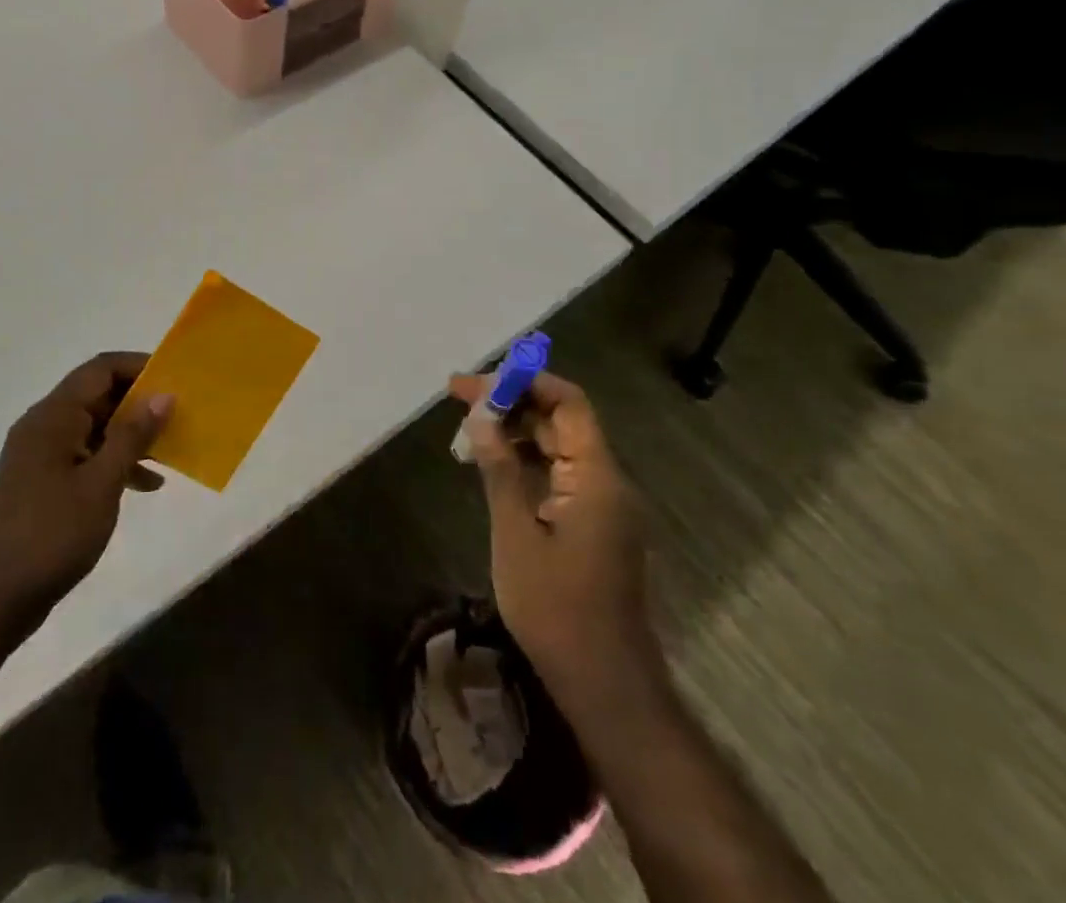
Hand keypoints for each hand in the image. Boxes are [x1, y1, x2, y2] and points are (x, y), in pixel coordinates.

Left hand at [0, 353, 170, 639]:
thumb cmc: (52, 534)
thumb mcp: (101, 484)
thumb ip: (132, 436)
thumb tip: (163, 395)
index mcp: (53, 417)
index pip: (100, 369)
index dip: (139, 366)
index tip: (175, 378)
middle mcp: (44, 425)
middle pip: (98, 395)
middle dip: (140, 401)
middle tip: (180, 413)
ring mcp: (41, 454)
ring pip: (95, 426)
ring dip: (131, 433)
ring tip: (170, 447)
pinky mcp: (43, 480)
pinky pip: (86, 454)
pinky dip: (115, 460)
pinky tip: (146, 483)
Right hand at [450, 370, 659, 696]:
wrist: (604, 683)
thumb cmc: (556, 609)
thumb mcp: (516, 534)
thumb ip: (500, 470)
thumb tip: (480, 416)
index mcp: (597, 477)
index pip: (568, 402)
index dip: (524, 382)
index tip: (476, 382)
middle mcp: (607, 481)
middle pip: (561, 420)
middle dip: (512, 402)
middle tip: (459, 398)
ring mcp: (602, 504)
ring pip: (559, 446)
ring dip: (516, 431)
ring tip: (468, 429)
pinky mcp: (594, 524)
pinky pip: (560, 473)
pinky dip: (526, 460)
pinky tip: (492, 464)